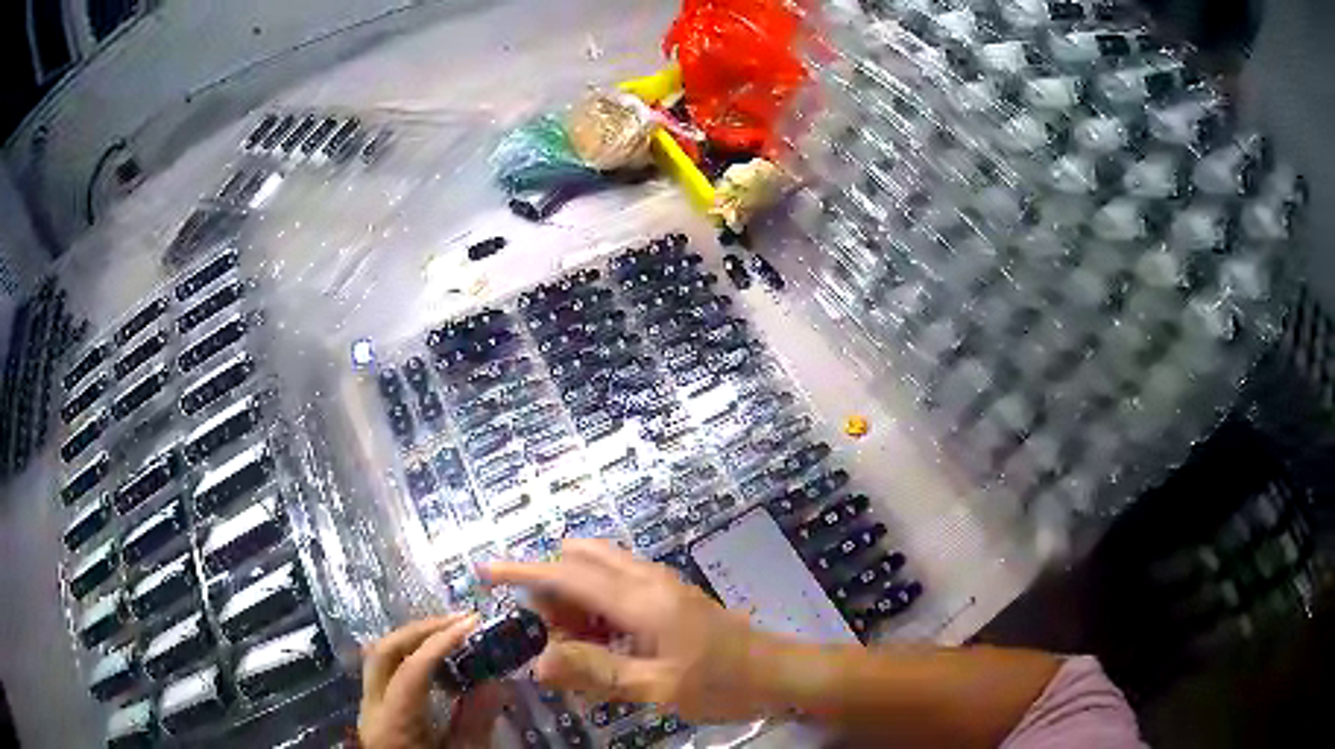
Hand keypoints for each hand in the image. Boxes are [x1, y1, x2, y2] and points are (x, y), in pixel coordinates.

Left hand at [358, 613, 504, 748]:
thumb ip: (476, 723)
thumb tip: (497, 682)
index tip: (471, 625)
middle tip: (459, 621)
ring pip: (380, 658)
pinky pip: (386, 672)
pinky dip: (410, 657)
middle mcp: (371, 708)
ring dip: (414, 639)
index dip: (439, 643)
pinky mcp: (375, 710)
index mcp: (392, 724)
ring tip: (451, 634)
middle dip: (420, 630)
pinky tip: (438, 662)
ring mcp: (368, 707)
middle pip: (383, 652)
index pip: (409, 670)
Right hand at [484, 539, 786, 722]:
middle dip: (553, 592)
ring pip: (599, 572)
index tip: (484, 571)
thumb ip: (595, 671)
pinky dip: (598, 607)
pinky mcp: (671, 595)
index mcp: (640, 599)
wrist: (779, 673)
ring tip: (586, 652)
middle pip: (580, 561)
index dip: (521, 571)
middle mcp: (648, 580)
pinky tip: (609, 647)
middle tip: (559, 641)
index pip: (566, 574)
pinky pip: (619, 586)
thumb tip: (539, 660)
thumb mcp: (656, 688)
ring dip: (577, 602)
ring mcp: (663, 584)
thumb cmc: (722, 684)